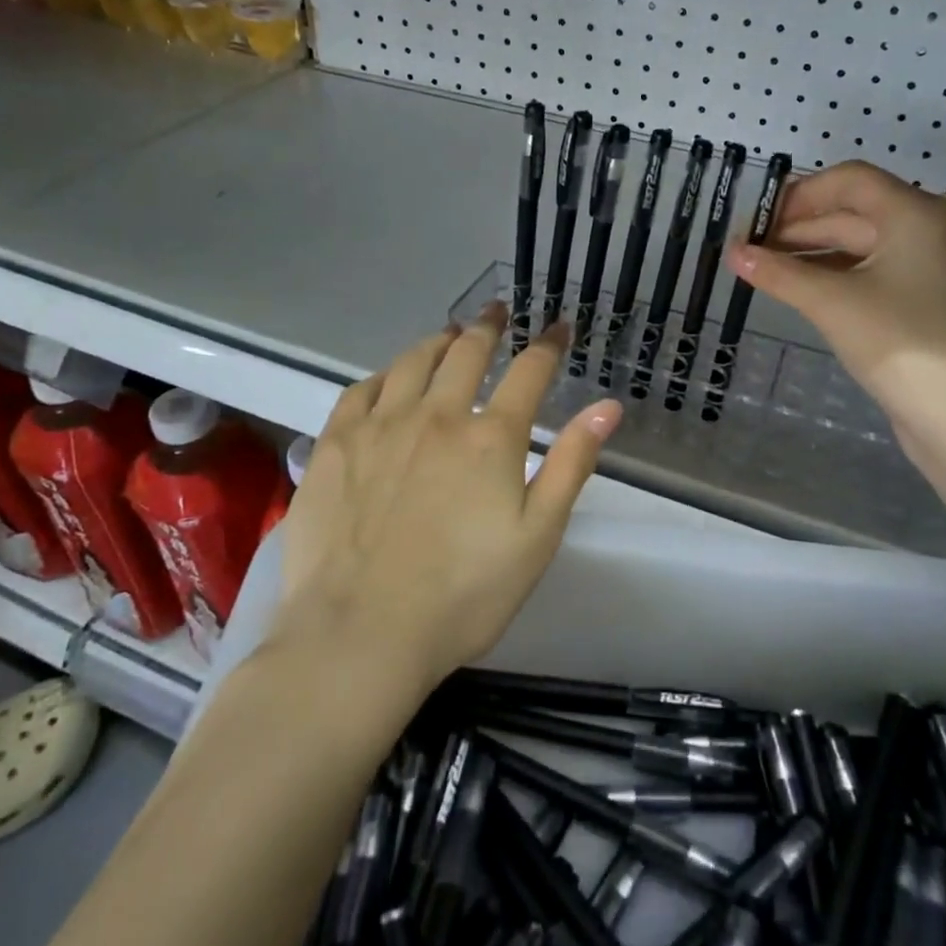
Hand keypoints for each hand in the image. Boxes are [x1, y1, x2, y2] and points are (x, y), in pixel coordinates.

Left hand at [269, 306, 622, 699]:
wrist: (360, 634)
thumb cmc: (463, 595)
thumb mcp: (537, 536)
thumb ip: (572, 465)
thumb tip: (608, 406)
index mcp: (491, 438)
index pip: (529, 372)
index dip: (548, 344)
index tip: (559, 327)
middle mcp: (437, 415)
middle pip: (468, 353)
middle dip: (489, 326)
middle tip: (497, 311)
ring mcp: (381, 425)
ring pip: (413, 361)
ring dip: (438, 341)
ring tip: (449, 334)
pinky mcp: (337, 444)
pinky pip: (361, 389)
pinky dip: (384, 374)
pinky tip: (390, 377)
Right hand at [726, 161, 945, 428]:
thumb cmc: (896, 341)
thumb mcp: (829, 301)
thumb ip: (778, 272)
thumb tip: (733, 253)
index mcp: (914, 213)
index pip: (849, 180)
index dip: (799, 193)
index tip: (758, 216)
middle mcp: (926, 229)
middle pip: (853, 210)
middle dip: (799, 226)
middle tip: (751, 245)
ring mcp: (927, 266)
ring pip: (860, 243)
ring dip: (812, 251)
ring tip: (764, 266)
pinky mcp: (921, 298)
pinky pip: (870, 270)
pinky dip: (833, 273)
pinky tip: (797, 287)